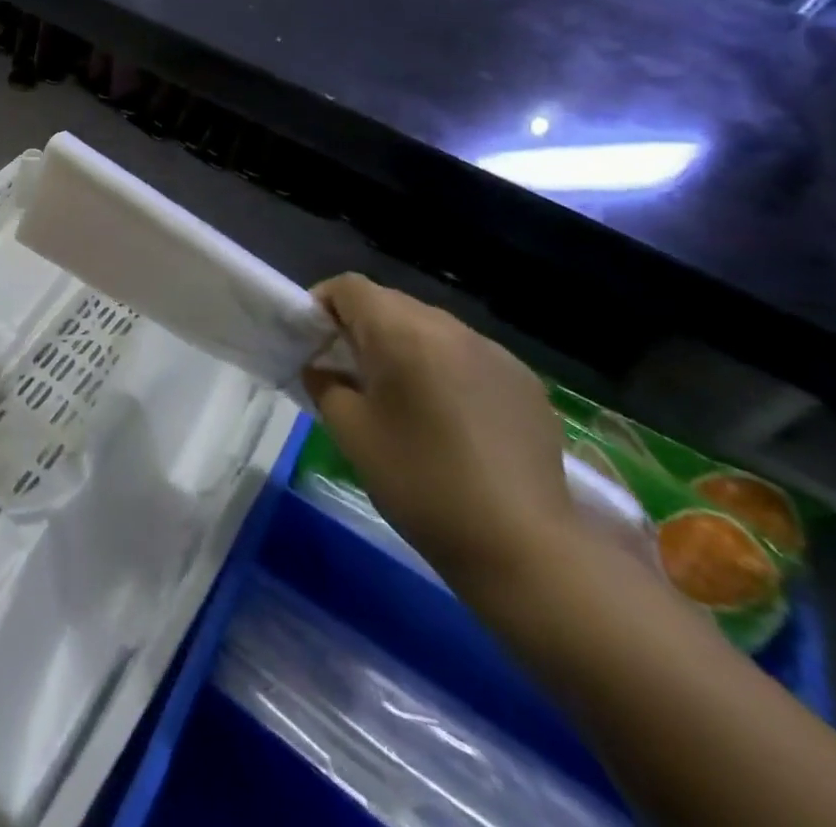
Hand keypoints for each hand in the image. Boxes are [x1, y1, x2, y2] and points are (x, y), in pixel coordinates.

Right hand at [305, 275, 579, 592]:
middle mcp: (449, 328)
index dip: (321, 305)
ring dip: (404, 347)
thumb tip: (322, 368)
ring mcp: (494, 352)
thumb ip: (325, 384)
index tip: (311, 343)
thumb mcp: (350, 432)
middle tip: (347, 373)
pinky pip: (467, 355)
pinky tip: (448, 419)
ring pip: (430, 328)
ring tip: (398, 397)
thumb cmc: (421, 483)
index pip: (349, 287)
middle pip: (390, 303)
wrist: (524, 548)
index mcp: (401, 332)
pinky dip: (444, 369)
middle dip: (361, 327)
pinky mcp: (524, 382)